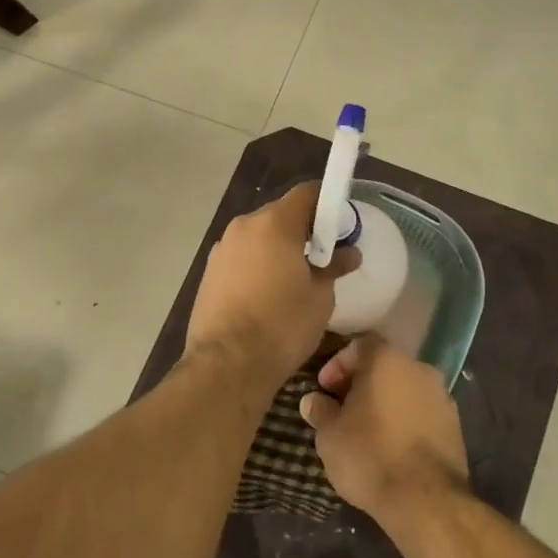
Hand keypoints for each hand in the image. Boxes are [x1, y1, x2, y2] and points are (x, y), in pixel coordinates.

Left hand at [186, 180, 359, 382]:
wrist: (226, 364)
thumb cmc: (282, 325)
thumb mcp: (320, 298)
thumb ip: (333, 267)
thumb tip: (348, 253)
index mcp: (274, 223)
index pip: (306, 194)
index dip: (328, 204)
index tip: (341, 226)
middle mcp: (244, 226)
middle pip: (280, 214)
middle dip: (303, 230)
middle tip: (322, 257)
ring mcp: (222, 248)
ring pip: (258, 236)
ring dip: (277, 248)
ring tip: (294, 279)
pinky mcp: (209, 271)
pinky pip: (241, 256)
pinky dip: (257, 264)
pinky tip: (266, 294)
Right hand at [299, 337, 468, 521]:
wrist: (426, 501)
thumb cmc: (370, 456)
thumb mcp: (330, 435)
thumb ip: (320, 411)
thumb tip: (313, 401)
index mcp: (387, 360)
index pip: (358, 346)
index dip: (337, 365)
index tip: (324, 389)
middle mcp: (419, 368)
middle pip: (384, 367)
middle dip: (361, 384)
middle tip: (342, 409)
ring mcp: (442, 396)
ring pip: (405, 389)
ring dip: (385, 403)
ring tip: (366, 430)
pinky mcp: (456, 425)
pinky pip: (422, 412)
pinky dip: (405, 420)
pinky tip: (392, 446)